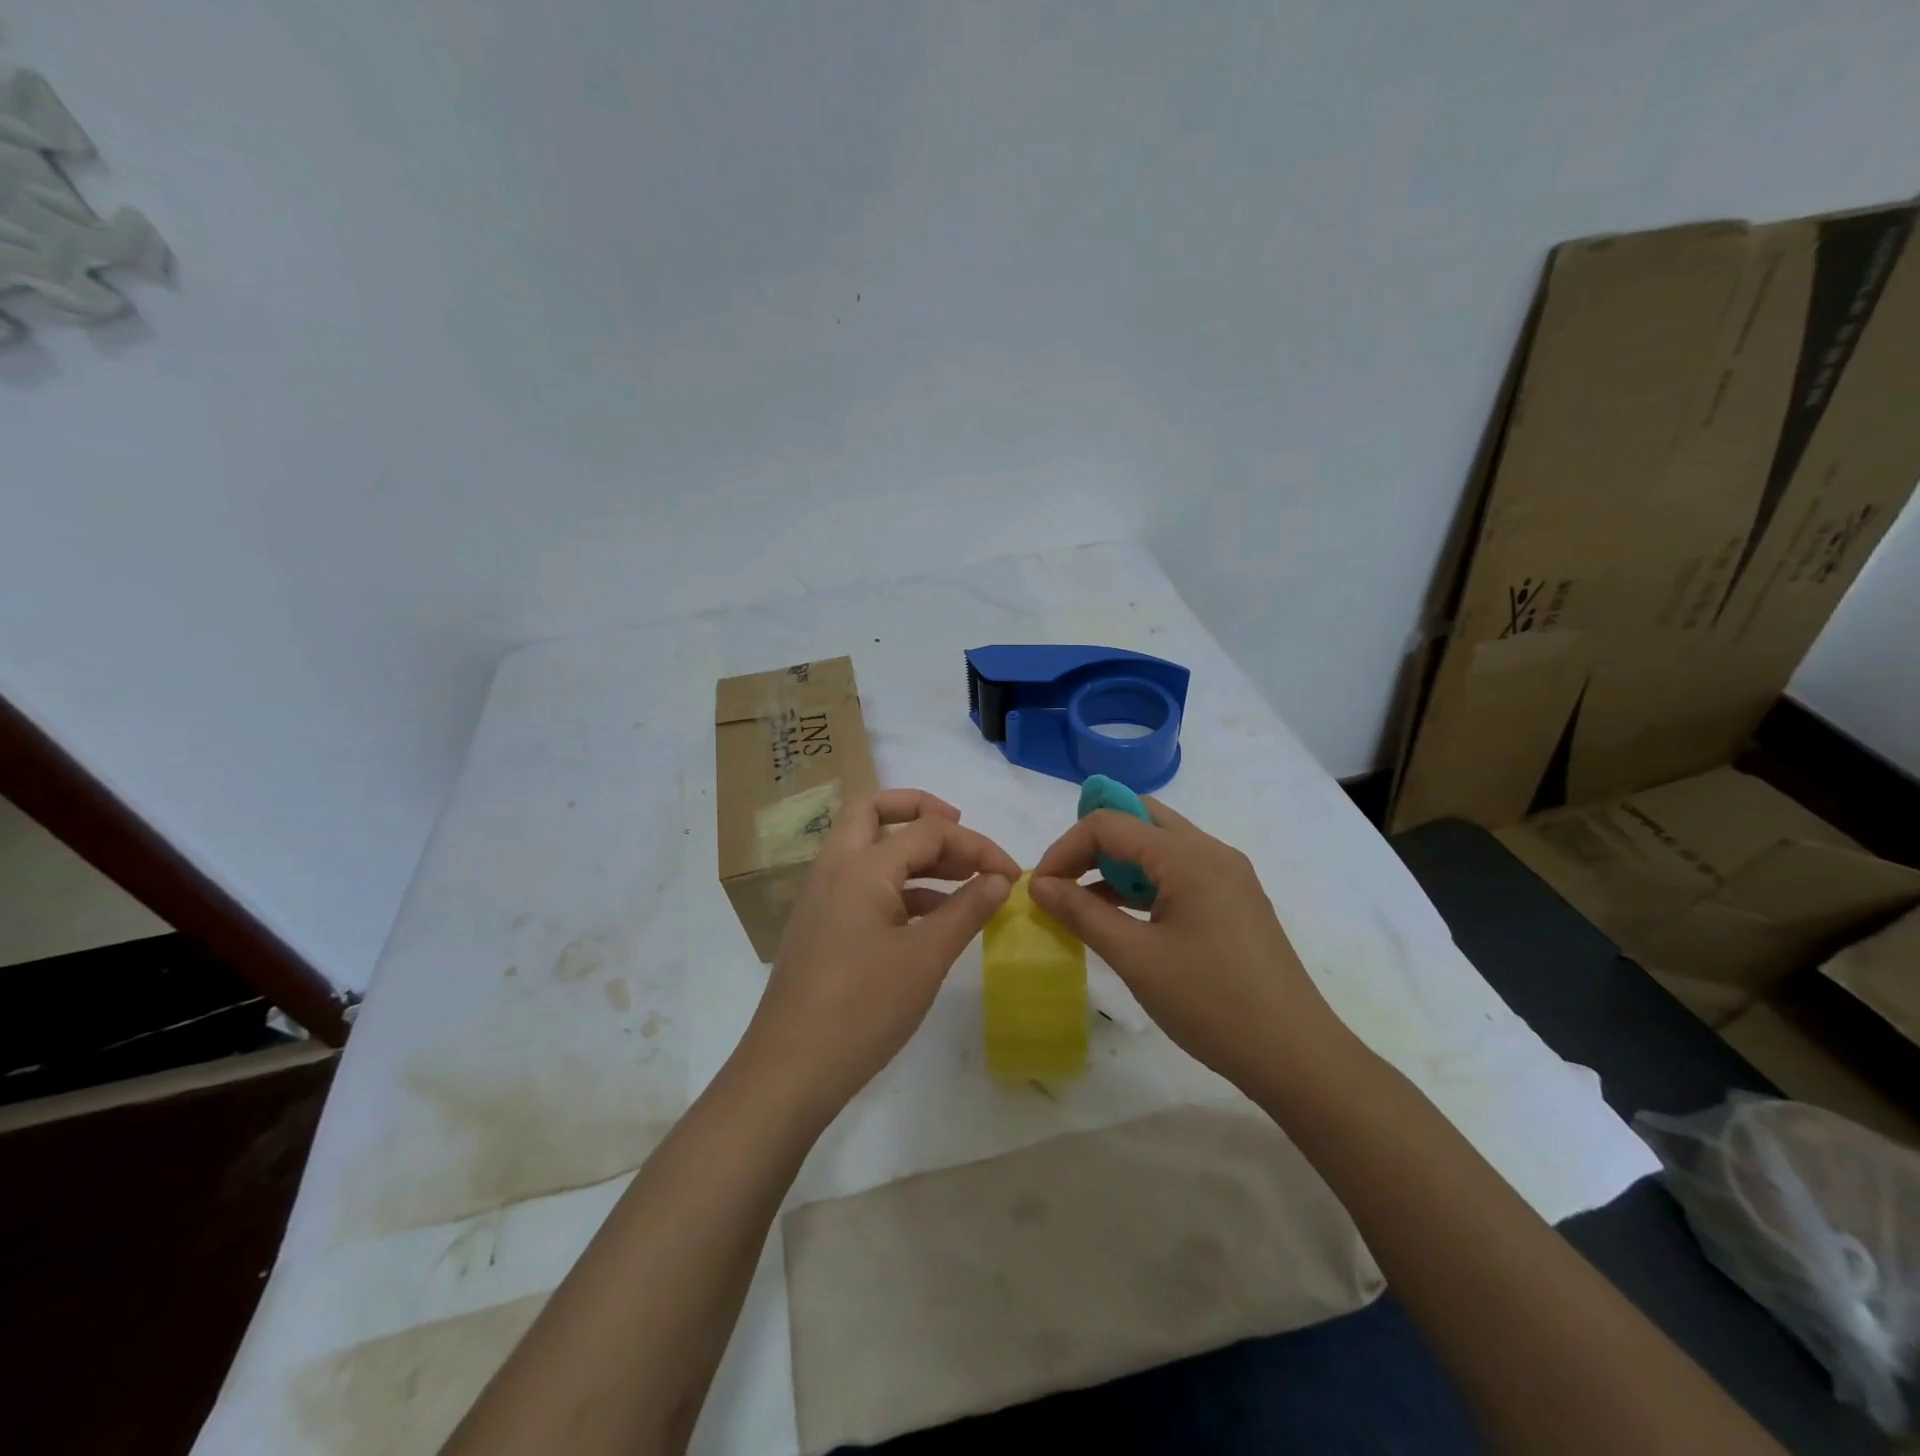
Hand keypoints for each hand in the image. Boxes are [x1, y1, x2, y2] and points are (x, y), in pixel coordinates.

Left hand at [740, 789, 1018, 1120]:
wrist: (790, 1070)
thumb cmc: (863, 1008)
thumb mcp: (926, 958)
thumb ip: (967, 910)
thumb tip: (1000, 878)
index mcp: (860, 866)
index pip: (927, 830)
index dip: (975, 845)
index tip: (1010, 873)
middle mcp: (835, 869)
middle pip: (873, 810)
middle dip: (920, 809)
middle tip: (959, 829)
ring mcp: (822, 897)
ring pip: (868, 848)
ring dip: (913, 853)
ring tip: (961, 879)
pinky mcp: (821, 926)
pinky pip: (863, 885)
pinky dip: (899, 886)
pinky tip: (933, 917)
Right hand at [1030, 799, 1348, 1095]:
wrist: (1296, 1056)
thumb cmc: (1211, 1004)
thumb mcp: (1136, 958)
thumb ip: (1082, 913)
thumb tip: (1038, 884)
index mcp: (1189, 857)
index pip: (1111, 823)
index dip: (1066, 848)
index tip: (1041, 887)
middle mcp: (1211, 852)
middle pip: (1139, 818)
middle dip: (1093, 843)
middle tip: (1066, 882)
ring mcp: (1228, 875)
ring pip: (1159, 844)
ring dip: (1118, 863)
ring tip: (1087, 904)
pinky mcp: (1234, 900)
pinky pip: (1179, 871)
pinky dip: (1144, 883)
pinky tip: (1125, 918)